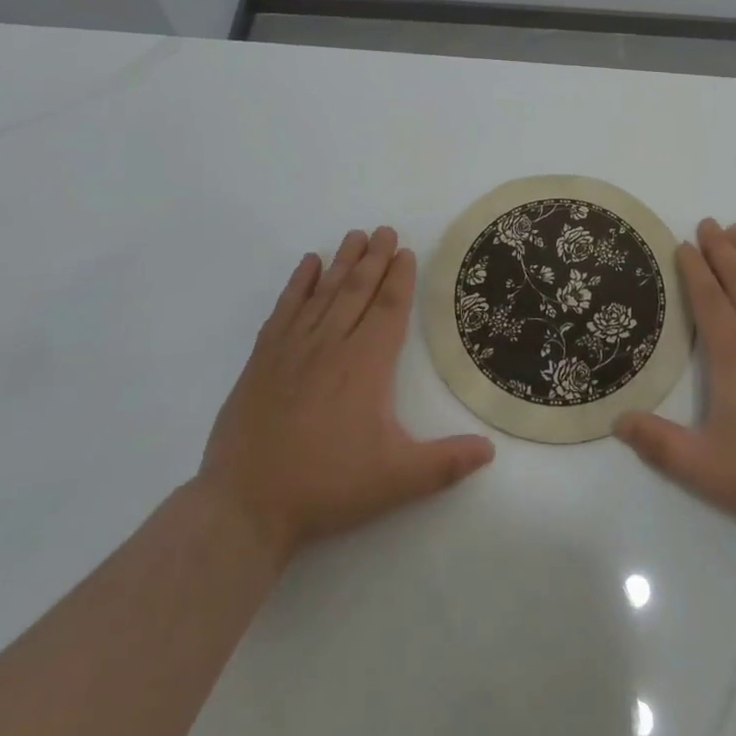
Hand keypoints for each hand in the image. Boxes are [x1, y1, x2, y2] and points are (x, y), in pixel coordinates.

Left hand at [196, 226, 493, 561]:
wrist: (244, 505)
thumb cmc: (326, 486)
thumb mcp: (396, 480)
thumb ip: (445, 463)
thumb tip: (490, 450)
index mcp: (365, 364)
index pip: (388, 308)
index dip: (400, 278)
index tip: (406, 251)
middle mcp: (331, 344)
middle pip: (357, 289)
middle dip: (374, 258)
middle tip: (385, 230)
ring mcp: (292, 349)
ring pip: (323, 293)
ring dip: (341, 262)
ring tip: (355, 236)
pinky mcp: (262, 360)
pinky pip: (284, 309)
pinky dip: (297, 284)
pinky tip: (307, 264)